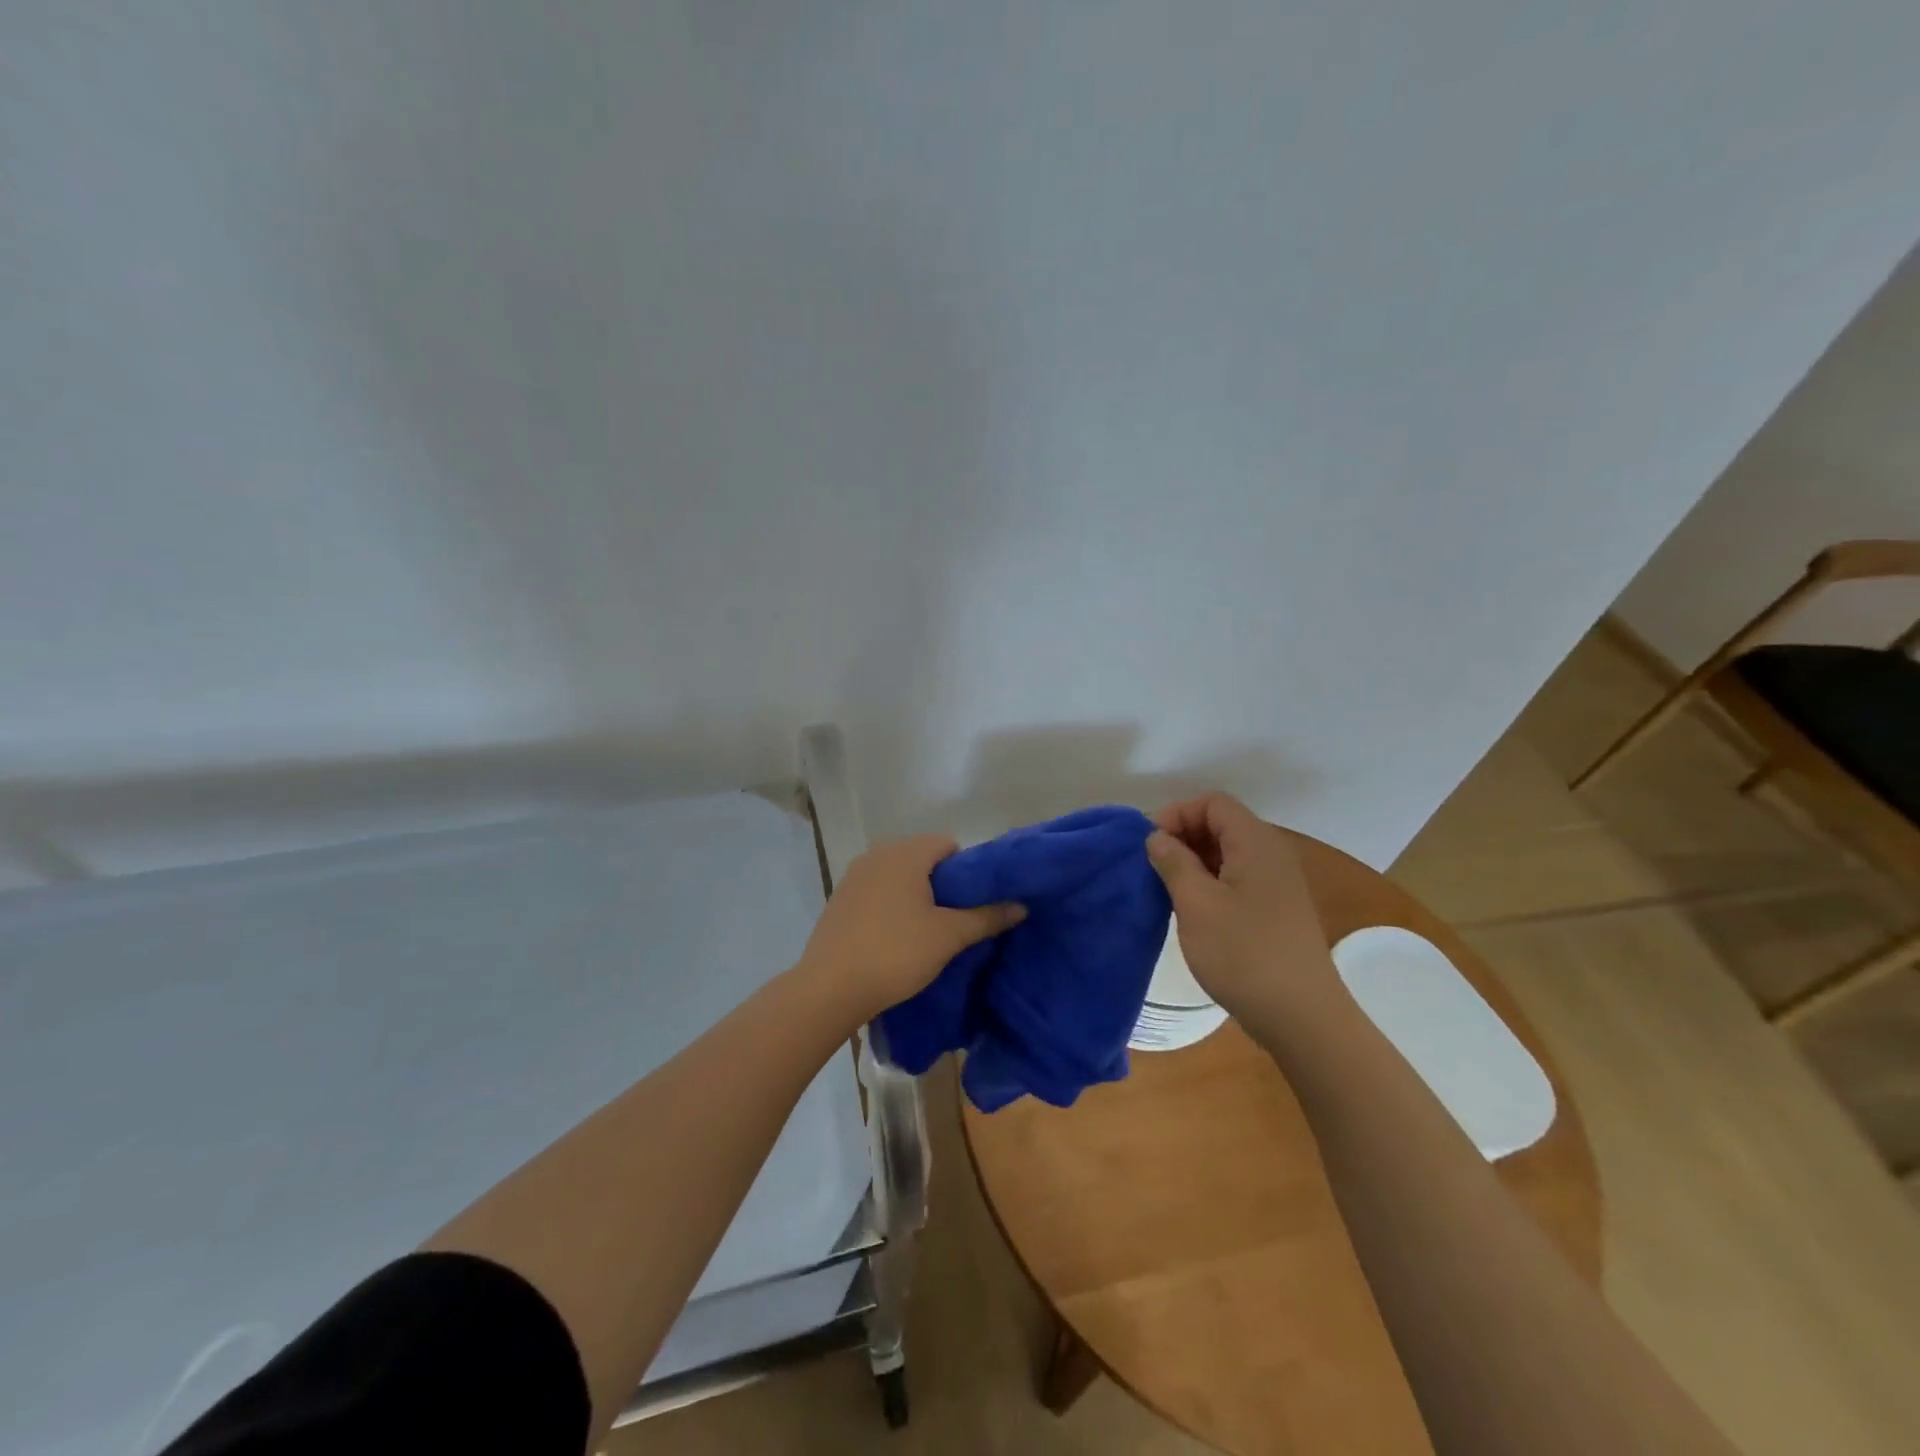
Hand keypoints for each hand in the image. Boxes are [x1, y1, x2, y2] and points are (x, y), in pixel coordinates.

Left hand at [799, 834, 1025, 1019]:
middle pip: (923, 858)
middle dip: (942, 884)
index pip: (948, 844)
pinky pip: (877, 891)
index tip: (973, 902)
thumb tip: (1021, 905)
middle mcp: (877, 853)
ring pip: (899, 875)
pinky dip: (891, 905)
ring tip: (927, 931)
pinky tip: (895, 937)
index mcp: (905, 852)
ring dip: (916, 895)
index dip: (967, 870)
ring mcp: (854, 875)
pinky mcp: (839, 898)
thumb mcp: (949, 936)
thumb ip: (987, 916)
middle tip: (955, 920)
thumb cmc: (895, 953)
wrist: (829, 988)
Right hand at [1145, 793, 1341, 1021]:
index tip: (1148, 843)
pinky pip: (1236, 878)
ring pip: (1227, 853)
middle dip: (1182, 836)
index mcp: (1256, 843)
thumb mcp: (1197, 904)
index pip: (1213, 803)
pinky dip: (1209, 882)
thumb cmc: (1244, 955)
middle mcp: (1271, 855)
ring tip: (1165, 888)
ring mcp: (1276, 884)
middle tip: (1151, 865)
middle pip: (1221, 824)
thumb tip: (1157, 837)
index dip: (1177, 813)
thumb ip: (1174, 862)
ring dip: (1193, 861)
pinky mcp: (1275, 910)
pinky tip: (1190, 908)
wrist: (1302, 1018)